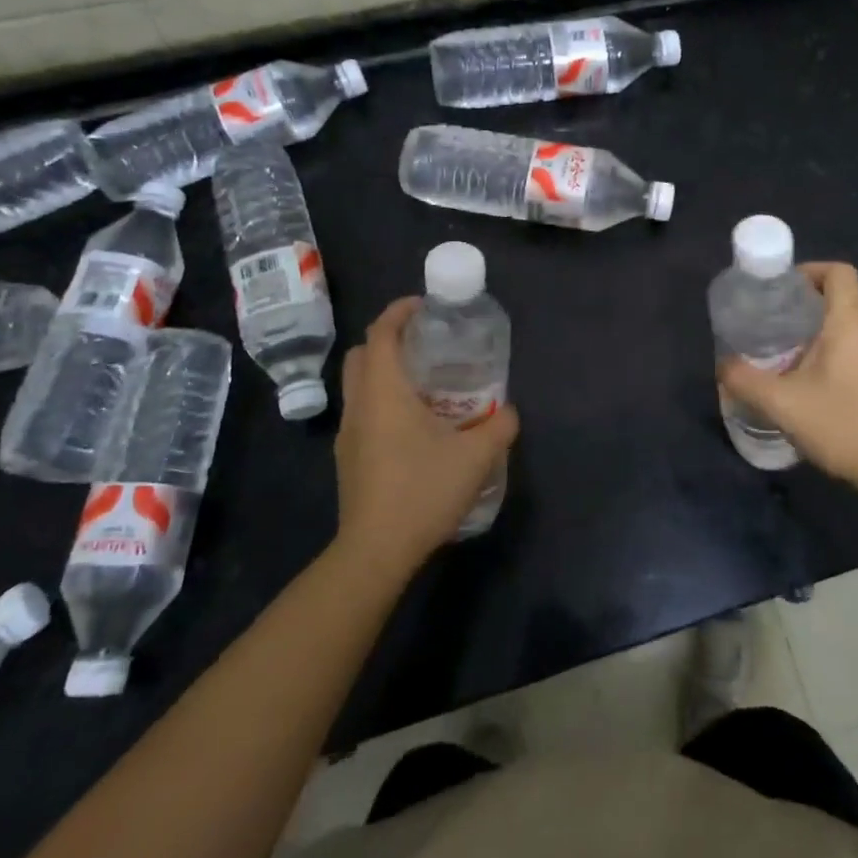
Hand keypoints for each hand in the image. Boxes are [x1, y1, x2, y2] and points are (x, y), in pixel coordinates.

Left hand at [332, 298, 518, 578]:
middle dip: (389, 339)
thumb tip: (510, 411)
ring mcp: (348, 433)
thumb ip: (500, 426)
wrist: (375, 552)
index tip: (425, 305)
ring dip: (384, 372)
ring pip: (358, 384)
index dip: (399, 311)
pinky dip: (382, 401)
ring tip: (424, 383)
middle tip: (425, 344)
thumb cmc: (422, 491)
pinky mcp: (348, 458)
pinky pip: (362, 411)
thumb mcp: (477, 457)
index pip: (381, 333)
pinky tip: (413, 426)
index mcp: (384, 391)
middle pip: (362, 353)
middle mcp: (359, 404)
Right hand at [718, 262, 857, 503]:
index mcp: (853, 321)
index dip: (811, 271)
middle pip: (846, 296)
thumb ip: (744, 380)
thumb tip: (723, 365)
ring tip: (799, 354)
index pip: (838, 272)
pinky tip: (828, 382)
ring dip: (831, 328)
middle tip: (781, 325)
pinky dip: (848, 349)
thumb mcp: (781, 403)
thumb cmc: (841, 425)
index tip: (784, 290)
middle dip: (813, 303)